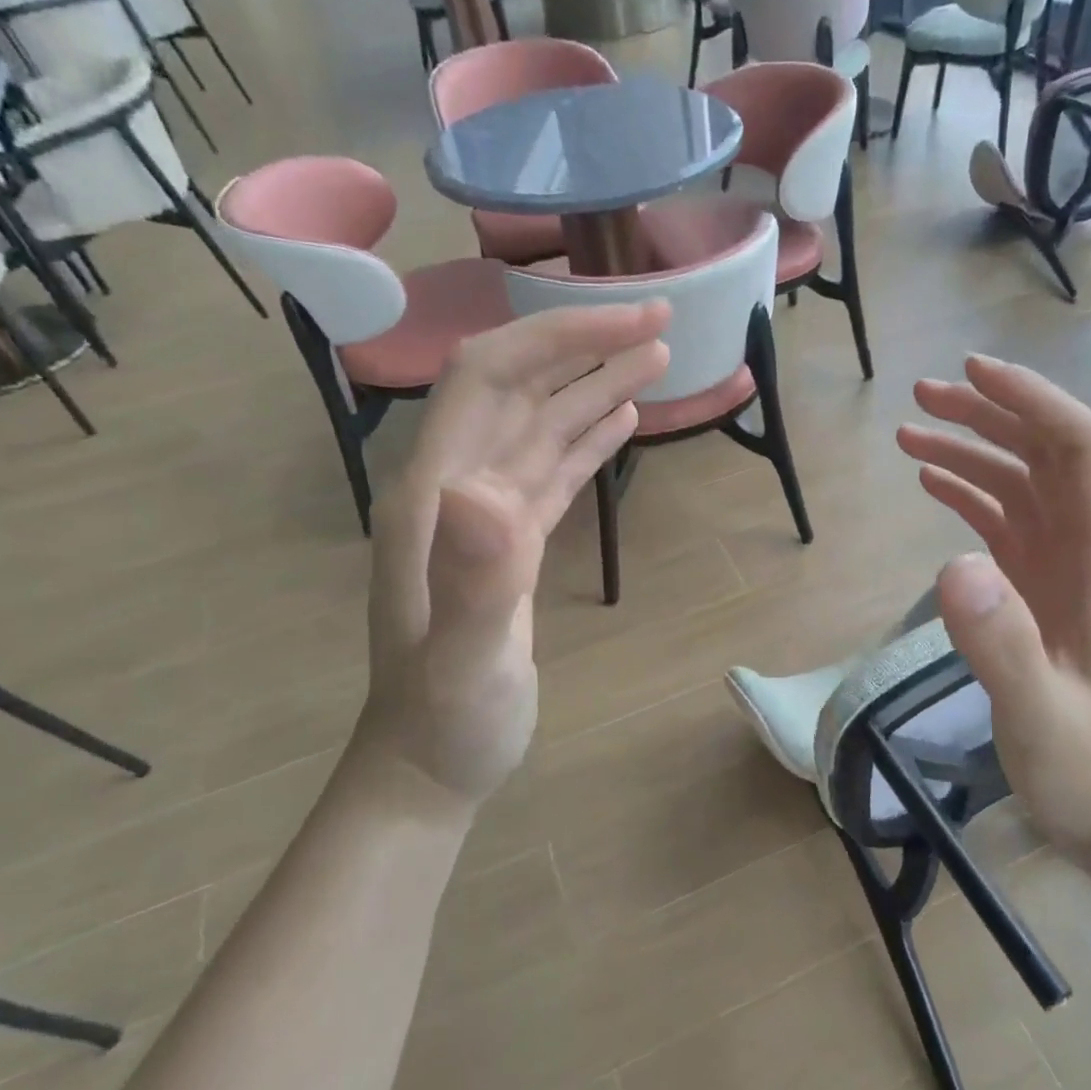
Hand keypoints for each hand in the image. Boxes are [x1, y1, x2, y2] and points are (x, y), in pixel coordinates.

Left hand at [352, 303, 670, 804]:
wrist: (429, 766)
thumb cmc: (445, 722)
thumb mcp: (463, 661)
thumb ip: (475, 580)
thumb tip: (488, 491)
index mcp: (436, 496)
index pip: (488, 380)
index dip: (554, 339)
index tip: (626, 323)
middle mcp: (456, 489)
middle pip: (519, 389)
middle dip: (584, 346)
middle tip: (661, 324)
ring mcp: (485, 516)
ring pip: (542, 427)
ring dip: (595, 386)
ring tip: (658, 358)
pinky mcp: (512, 543)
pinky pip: (551, 472)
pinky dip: (586, 437)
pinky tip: (620, 418)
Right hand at [896, 355, 1090, 876]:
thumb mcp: (1042, 717)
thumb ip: (1001, 643)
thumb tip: (955, 562)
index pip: (1083, 451)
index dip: (1033, 402)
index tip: (972, 375)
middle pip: (1052, 454)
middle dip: (992, 414)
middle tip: (921, 397)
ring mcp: (1071, 570)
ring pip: (1027, 483)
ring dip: (975, 449)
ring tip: (911, 432)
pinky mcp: (1046, 592)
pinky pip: (1010, 523)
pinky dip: (972, 493)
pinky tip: (934, 483)